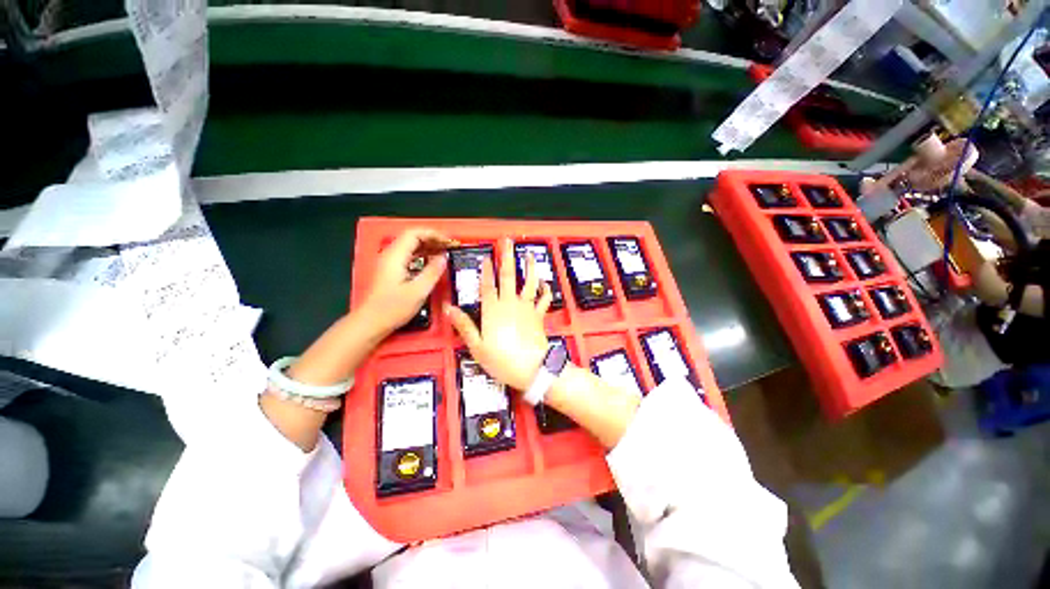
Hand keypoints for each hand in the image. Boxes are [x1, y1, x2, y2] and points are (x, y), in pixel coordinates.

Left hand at [362, 228, 456, 334]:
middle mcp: (390, 255)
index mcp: (395, 256)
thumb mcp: (418, 291)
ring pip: (410, 246)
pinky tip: (431, 262)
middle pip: (411, 237)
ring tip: (444, 253)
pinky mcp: (390, 270)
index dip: (433, 234)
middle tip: (449, 247)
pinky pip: (408, 255)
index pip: (414, 233)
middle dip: (432, 239)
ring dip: (427, 246)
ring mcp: (389, 262)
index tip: (448, 241)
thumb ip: (432, 272)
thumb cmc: (393, 308)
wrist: (371, 322)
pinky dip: (421, 255)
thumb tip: (444, 257)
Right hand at [446, 238, 552, 390]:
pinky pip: (545, 299)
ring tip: (529, 254)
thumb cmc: (502, 360)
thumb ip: (464, 325)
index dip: (486, 270)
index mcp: (493, 310)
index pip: (487, 285)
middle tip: (507, 241)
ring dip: (529, 267)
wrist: (532, 369)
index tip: (486, 257)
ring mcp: (527, 308)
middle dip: (507, 257)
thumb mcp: (477, 346)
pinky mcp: (539, 315)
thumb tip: (449, 308)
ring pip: (529, 282)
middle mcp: (510, 304)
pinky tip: (544, 282)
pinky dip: (546, 290)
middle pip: (508, 276)